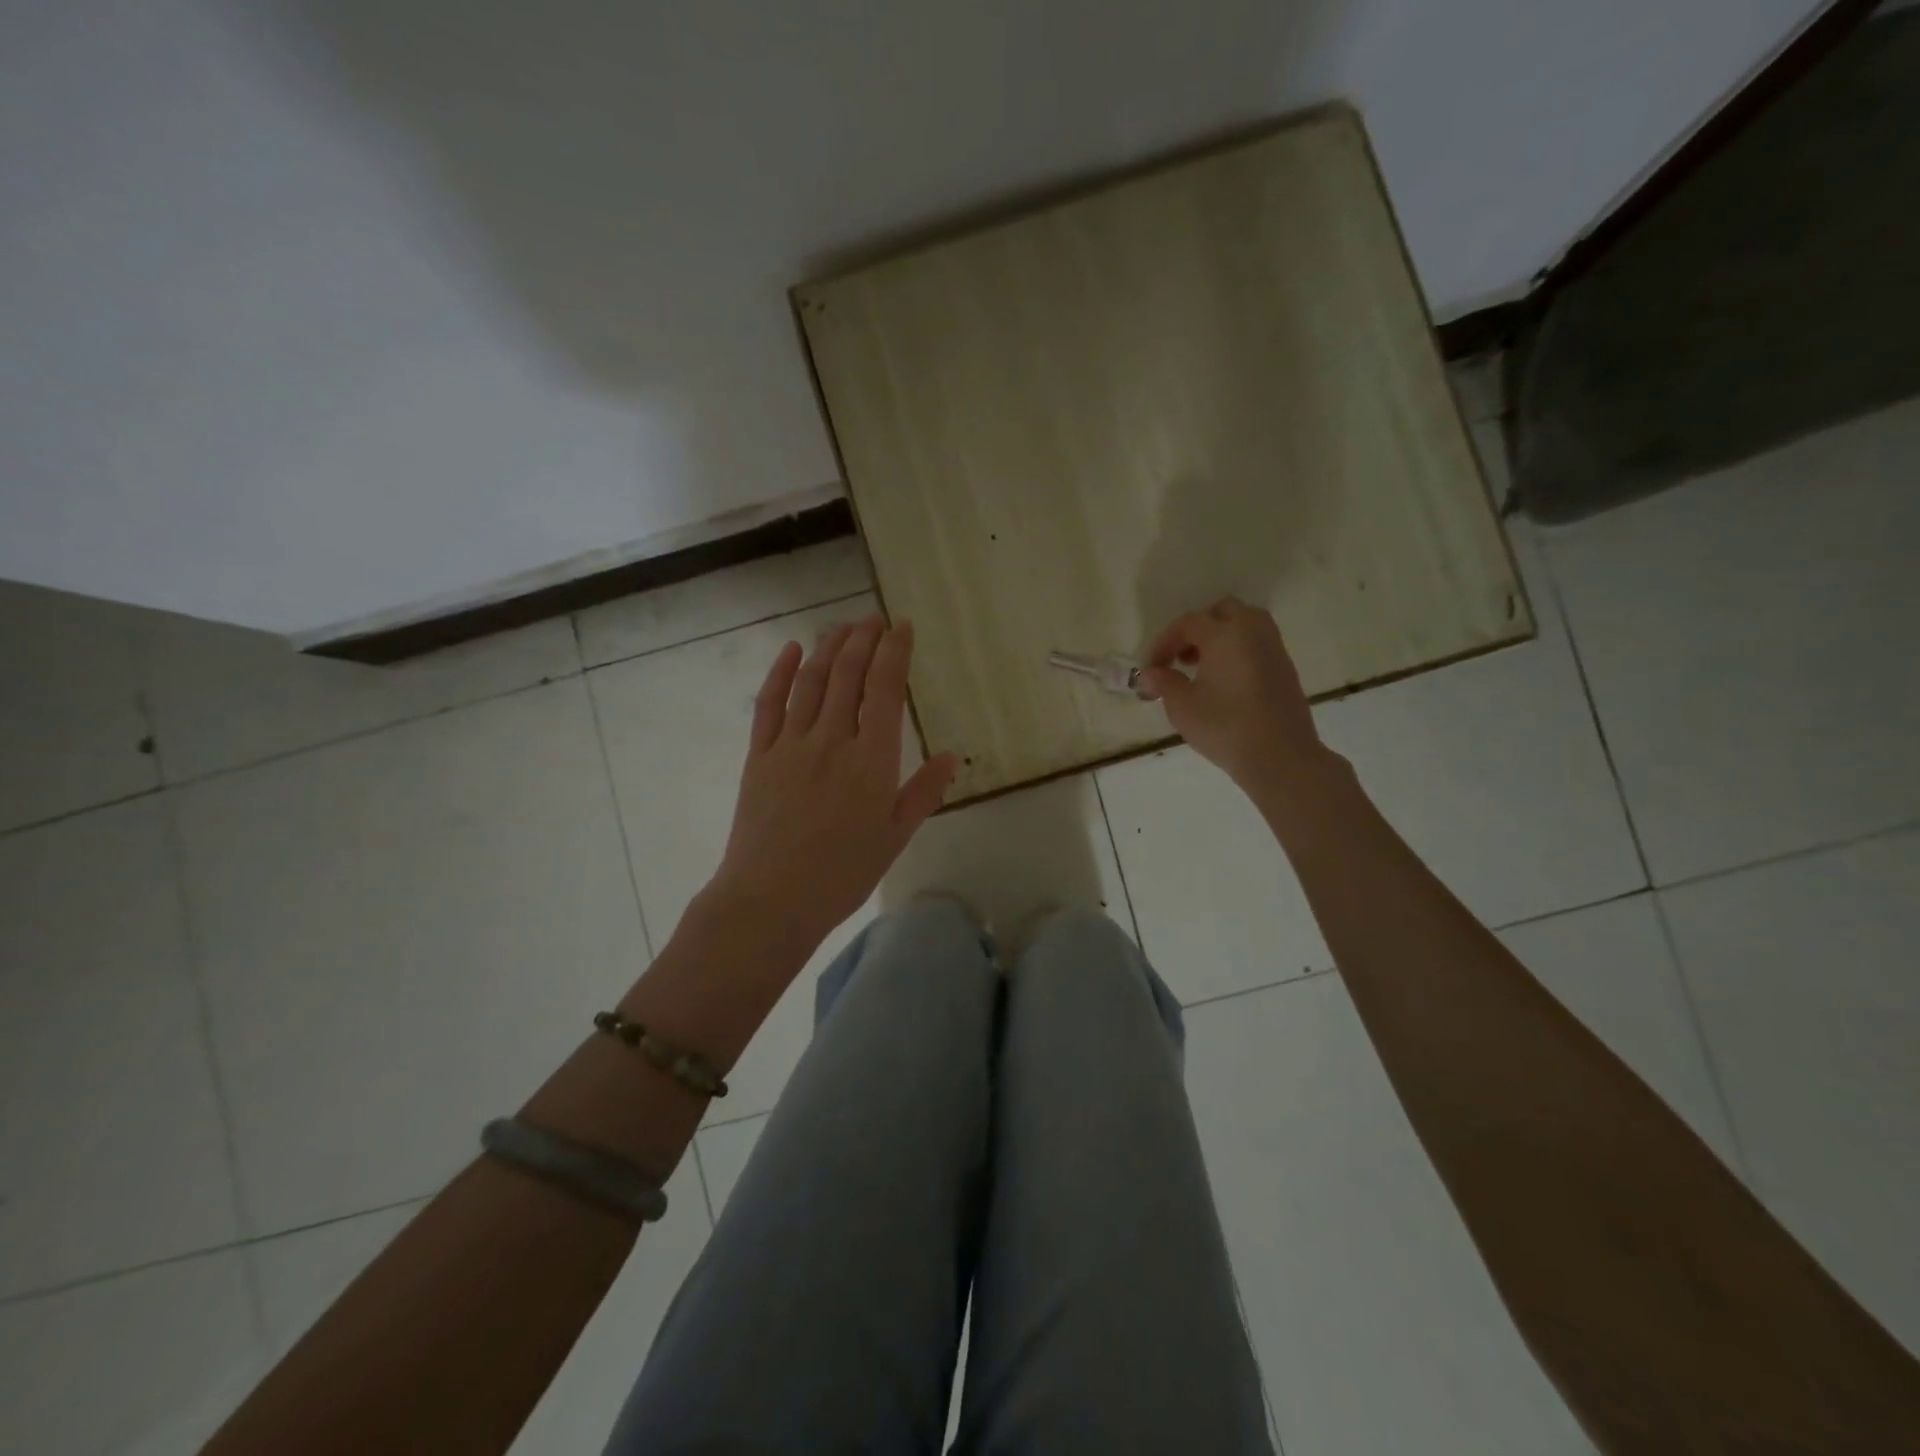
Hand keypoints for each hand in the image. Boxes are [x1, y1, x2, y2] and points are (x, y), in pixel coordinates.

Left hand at [709, 614, 957, 951]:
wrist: (770, 900)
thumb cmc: (842, 874)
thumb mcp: (895, 837)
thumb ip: (924, 792)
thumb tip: (952, 756)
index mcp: (872, 760)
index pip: (886, 689)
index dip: (895, 651)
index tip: (902, 626)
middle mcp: (832, 739)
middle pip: (848, 674)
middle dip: (863, 639)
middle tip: (873, 618)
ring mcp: (791, 744)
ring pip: (812, 681)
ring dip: (828, 647)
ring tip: (842, 627)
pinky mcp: (758, 755)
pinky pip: (769, 704)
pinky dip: (781, 672)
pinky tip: (791, 650)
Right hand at [1138, 598, 1326, 794]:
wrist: (1280, 757)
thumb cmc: (1225, 727)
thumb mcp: (1182, 706)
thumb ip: (1163, 683)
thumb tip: (1150, 674)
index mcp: (1225, 633)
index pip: (1187, 624)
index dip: (1163, 643)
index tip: (1150, 668)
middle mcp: (1252, 631)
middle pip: (1222, 613)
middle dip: (1196, 630)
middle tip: (1179, 658)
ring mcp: (1274, 648)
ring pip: (1244, 625)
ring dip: (1219, 638)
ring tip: (1200, 668)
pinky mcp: (1285, 668)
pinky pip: (1256, 644)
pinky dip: (1236, 651)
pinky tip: (1223, 682)